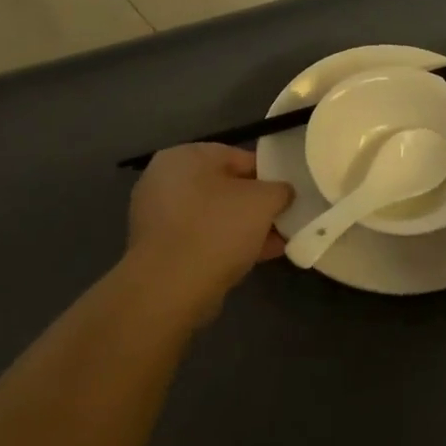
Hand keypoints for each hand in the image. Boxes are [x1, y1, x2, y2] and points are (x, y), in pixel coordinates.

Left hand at [124, 145, 292, 322]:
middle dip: (256, 205)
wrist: (171, 288)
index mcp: (183, 157)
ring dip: (245, 227)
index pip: (236, 156)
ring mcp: (158, 217)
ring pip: (214, 216)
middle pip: (224, 188)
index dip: (267, 174)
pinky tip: (257, 257)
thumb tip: (282, 193)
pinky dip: (227, 245)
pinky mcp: (159, 250)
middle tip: (283, 218)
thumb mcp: (264, 200)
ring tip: (277, 242)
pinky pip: (202, 239)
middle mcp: (164, 181)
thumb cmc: (217, 228)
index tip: (287, 193)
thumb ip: (280, 189)